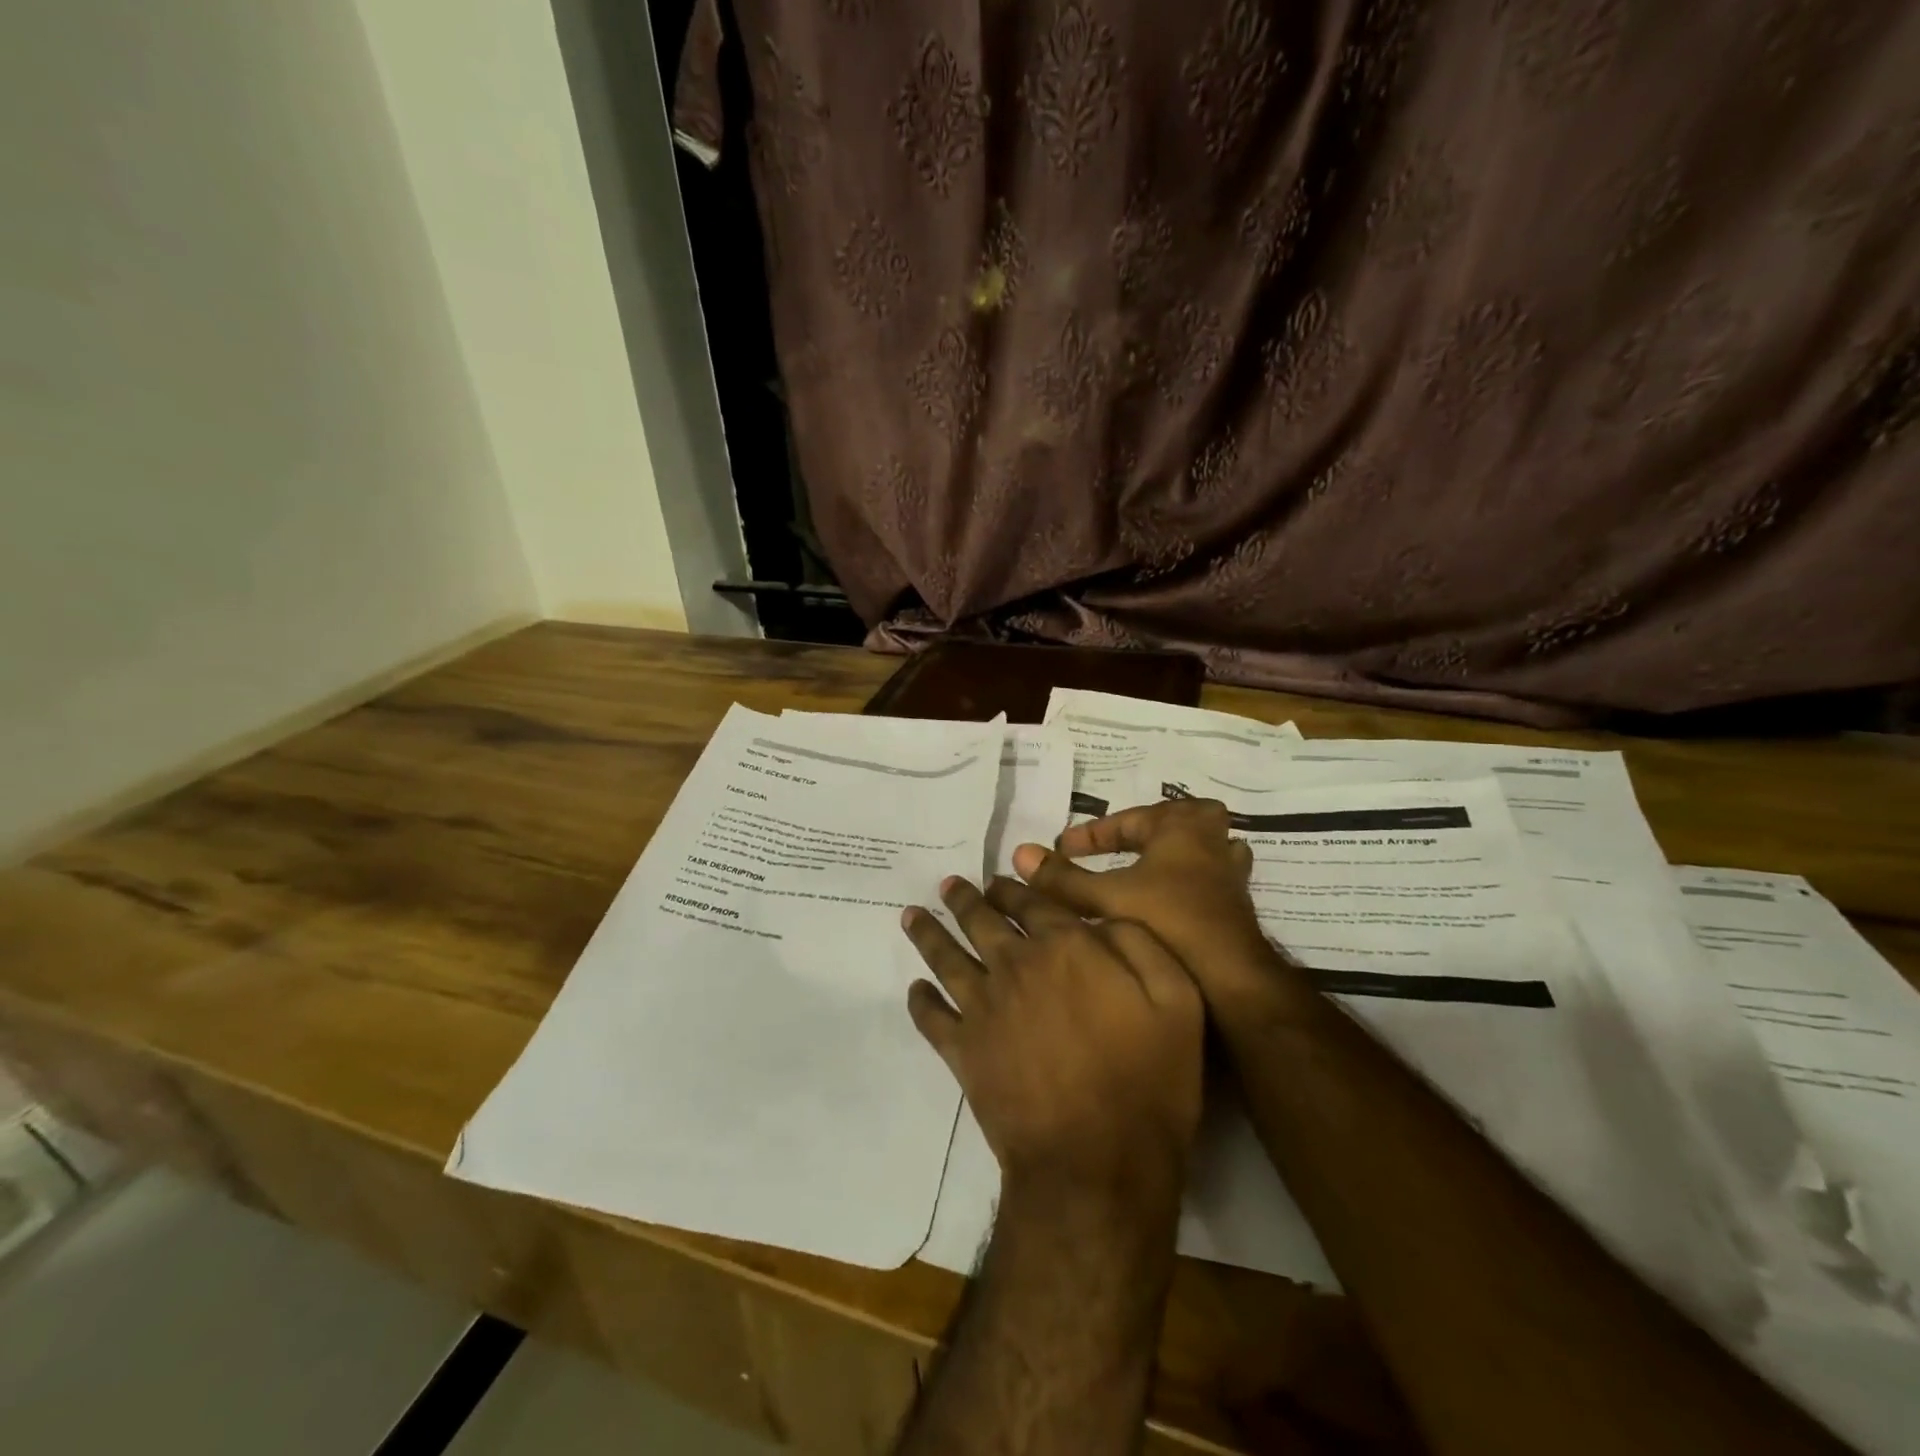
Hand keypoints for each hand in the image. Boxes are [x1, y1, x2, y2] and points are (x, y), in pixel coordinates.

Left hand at [902, 875, 1203, 1207]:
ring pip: (947, 957)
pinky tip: (914, 988)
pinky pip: (932, 1017)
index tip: (997, 878)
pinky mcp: (963, 1050)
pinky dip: (920, 1000)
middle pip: (982, 921)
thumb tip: (1100, 918)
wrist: (1097, 1162)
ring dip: (928, 932)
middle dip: (964, 899)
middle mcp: (1016, 964)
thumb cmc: (1148, 1078)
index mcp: (1065, 946)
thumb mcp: (1175, 997)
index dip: (1012, 888)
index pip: (1031, 902)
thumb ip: (1138, 942)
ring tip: (912, 915)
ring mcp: (983, 1007)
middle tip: (948, 885)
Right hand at [1011, 799, 1295, 1017]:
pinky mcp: (1235, 909)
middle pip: (1183, 819)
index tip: (1065, 848)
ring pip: (1203, 850)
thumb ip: (1064, 878)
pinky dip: (1186, 885)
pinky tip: (1163, 908)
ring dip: (1175, 855)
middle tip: (1122, 845)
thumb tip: (1021, 853)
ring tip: (1145, 871)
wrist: (1232, 984)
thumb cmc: (1170, 924)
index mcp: (1182, 830)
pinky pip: (1208, 880)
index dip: (1094, 833)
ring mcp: (1229, 878)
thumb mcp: (1107, 898)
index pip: (1130, 818)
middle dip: (1149, 829)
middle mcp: (1211, 845)